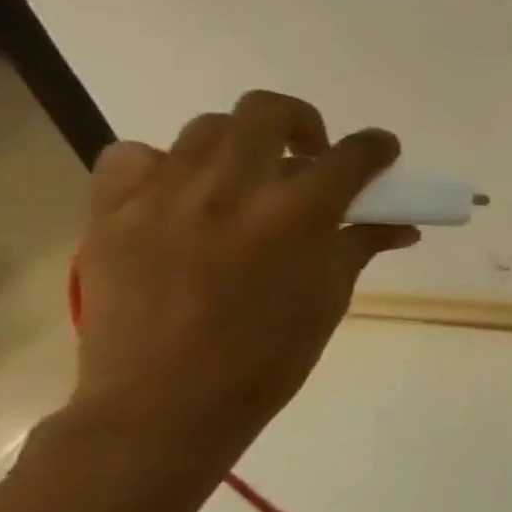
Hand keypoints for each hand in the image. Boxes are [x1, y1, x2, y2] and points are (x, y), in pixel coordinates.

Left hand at [70, 91, 418, 462]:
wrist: (168, 400)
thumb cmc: (272, 352)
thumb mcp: (333, 293)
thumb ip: (363, 243)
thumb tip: (400, 224)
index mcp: (299, 214)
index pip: (354, 153)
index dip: (378, 147)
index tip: (382, 153)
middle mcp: (231, 190)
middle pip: (268, 111)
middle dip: (303, 123)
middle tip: (309, 155)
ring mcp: (163, 197)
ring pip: (206, 130)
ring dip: (241, 146)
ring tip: (246, 182)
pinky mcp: (111, 214)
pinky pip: (133, 158)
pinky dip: (164, 165)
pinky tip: (182, 195)